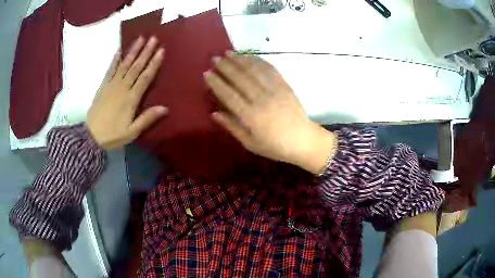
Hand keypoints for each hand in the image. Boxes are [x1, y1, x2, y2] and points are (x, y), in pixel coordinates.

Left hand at [87, 37, 166, 149]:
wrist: (90, 136)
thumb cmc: (112, 135)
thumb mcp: (132, 132)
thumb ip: (147, 119)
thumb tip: (165, 108)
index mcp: (131, 99)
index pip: (145, 78)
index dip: (154, 64)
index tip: (161, 51)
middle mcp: (122, 88)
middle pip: (136, 67)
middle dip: (145, 52)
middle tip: (153, 38)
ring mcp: (111, 85)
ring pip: (124, 64)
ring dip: (133, 51)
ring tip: (140, 38)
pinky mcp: (103, 86)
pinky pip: (110, 69)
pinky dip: (115, 59)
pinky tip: (119, 50)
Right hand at [204, 53, 336, 173]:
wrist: (303, 140)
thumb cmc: (275, 146)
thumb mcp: (250, 143)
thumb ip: (232, 127)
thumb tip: (214, 113)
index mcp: (251, 116)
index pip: (228, 95)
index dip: (216, 83)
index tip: (207, 73)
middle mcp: (261, 99)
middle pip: (240, 78)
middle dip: (225, 66)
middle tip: (215, 58)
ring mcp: (275, 91)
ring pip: (254, 71)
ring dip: (240, 60)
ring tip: (228, 53)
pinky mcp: (285, 86)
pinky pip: (270, 70)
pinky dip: (259, 61)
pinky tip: (250, 56)